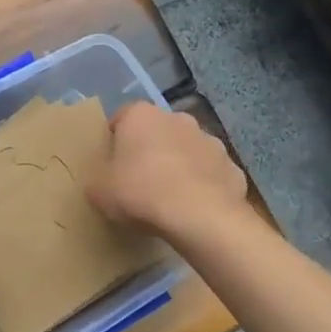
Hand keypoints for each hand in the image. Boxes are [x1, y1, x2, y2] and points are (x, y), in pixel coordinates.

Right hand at [88, 102, 247, 241]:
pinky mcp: (232, 167)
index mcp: (141, 115)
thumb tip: (103, 181)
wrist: (199, 216)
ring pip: (187, 150)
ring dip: (179, 166)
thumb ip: (98, 179)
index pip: (121, 118)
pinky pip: (211, 174)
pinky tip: (194, 210)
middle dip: (149, 151)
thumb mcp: (99, 191)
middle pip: (157, 132)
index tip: (110, 165)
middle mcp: (177, 119)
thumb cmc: (141, 192)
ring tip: (168, 198)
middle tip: (138, 182)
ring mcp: (210, 141)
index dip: (114, 141)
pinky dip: (203, 186)